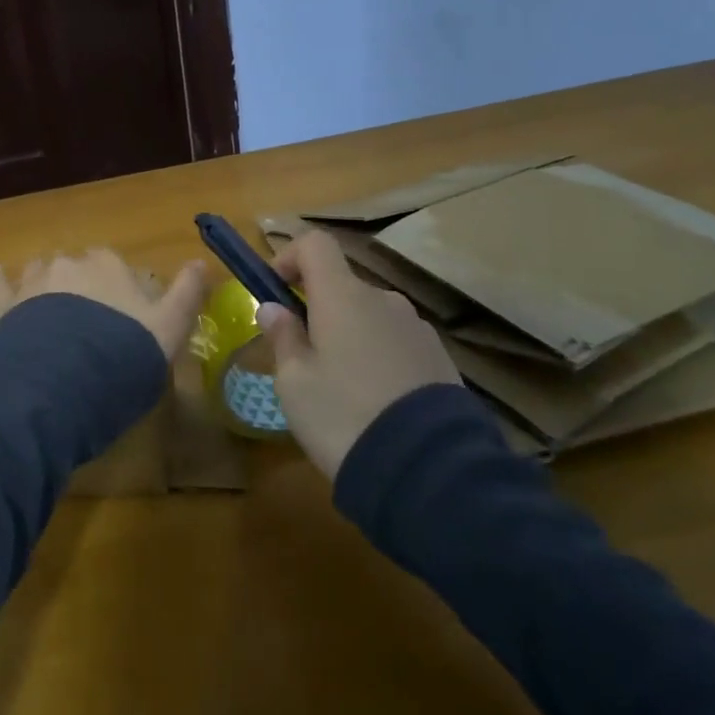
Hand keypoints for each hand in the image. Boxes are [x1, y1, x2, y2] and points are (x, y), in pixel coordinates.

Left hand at [0, 248, 209, 361]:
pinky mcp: (7, 306)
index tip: (125, 315)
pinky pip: (3, 285)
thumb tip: (201, 262)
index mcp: (110, 265)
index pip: (117, 264)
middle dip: (84, 283)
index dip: (121, 288)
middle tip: (90, 319)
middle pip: (79, 266)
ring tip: (53, 306)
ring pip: (44, 270)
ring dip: (49, 281)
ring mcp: (35, 282)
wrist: (61, 384)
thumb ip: (186, 294)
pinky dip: (2, 279)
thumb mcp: (170, 329)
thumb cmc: (123, 354)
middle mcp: (71, 264)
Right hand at [256, 230, 461, 478]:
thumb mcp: (294, 382)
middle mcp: (384, 300)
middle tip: (302, 356)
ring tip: (340, 388)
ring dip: (350, 336)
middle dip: (317, 309)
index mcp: (343, 296)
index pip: (315, 244)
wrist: (428, 470)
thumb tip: (274, 308)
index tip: (275, 291)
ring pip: (371, 317)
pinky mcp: (440, 359)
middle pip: (343, 285)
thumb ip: (283, 337)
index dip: (289, 257)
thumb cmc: (343, 416)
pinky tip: (376, 403)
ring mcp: (417, 329)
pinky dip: (379, 358)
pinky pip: (396, 344)